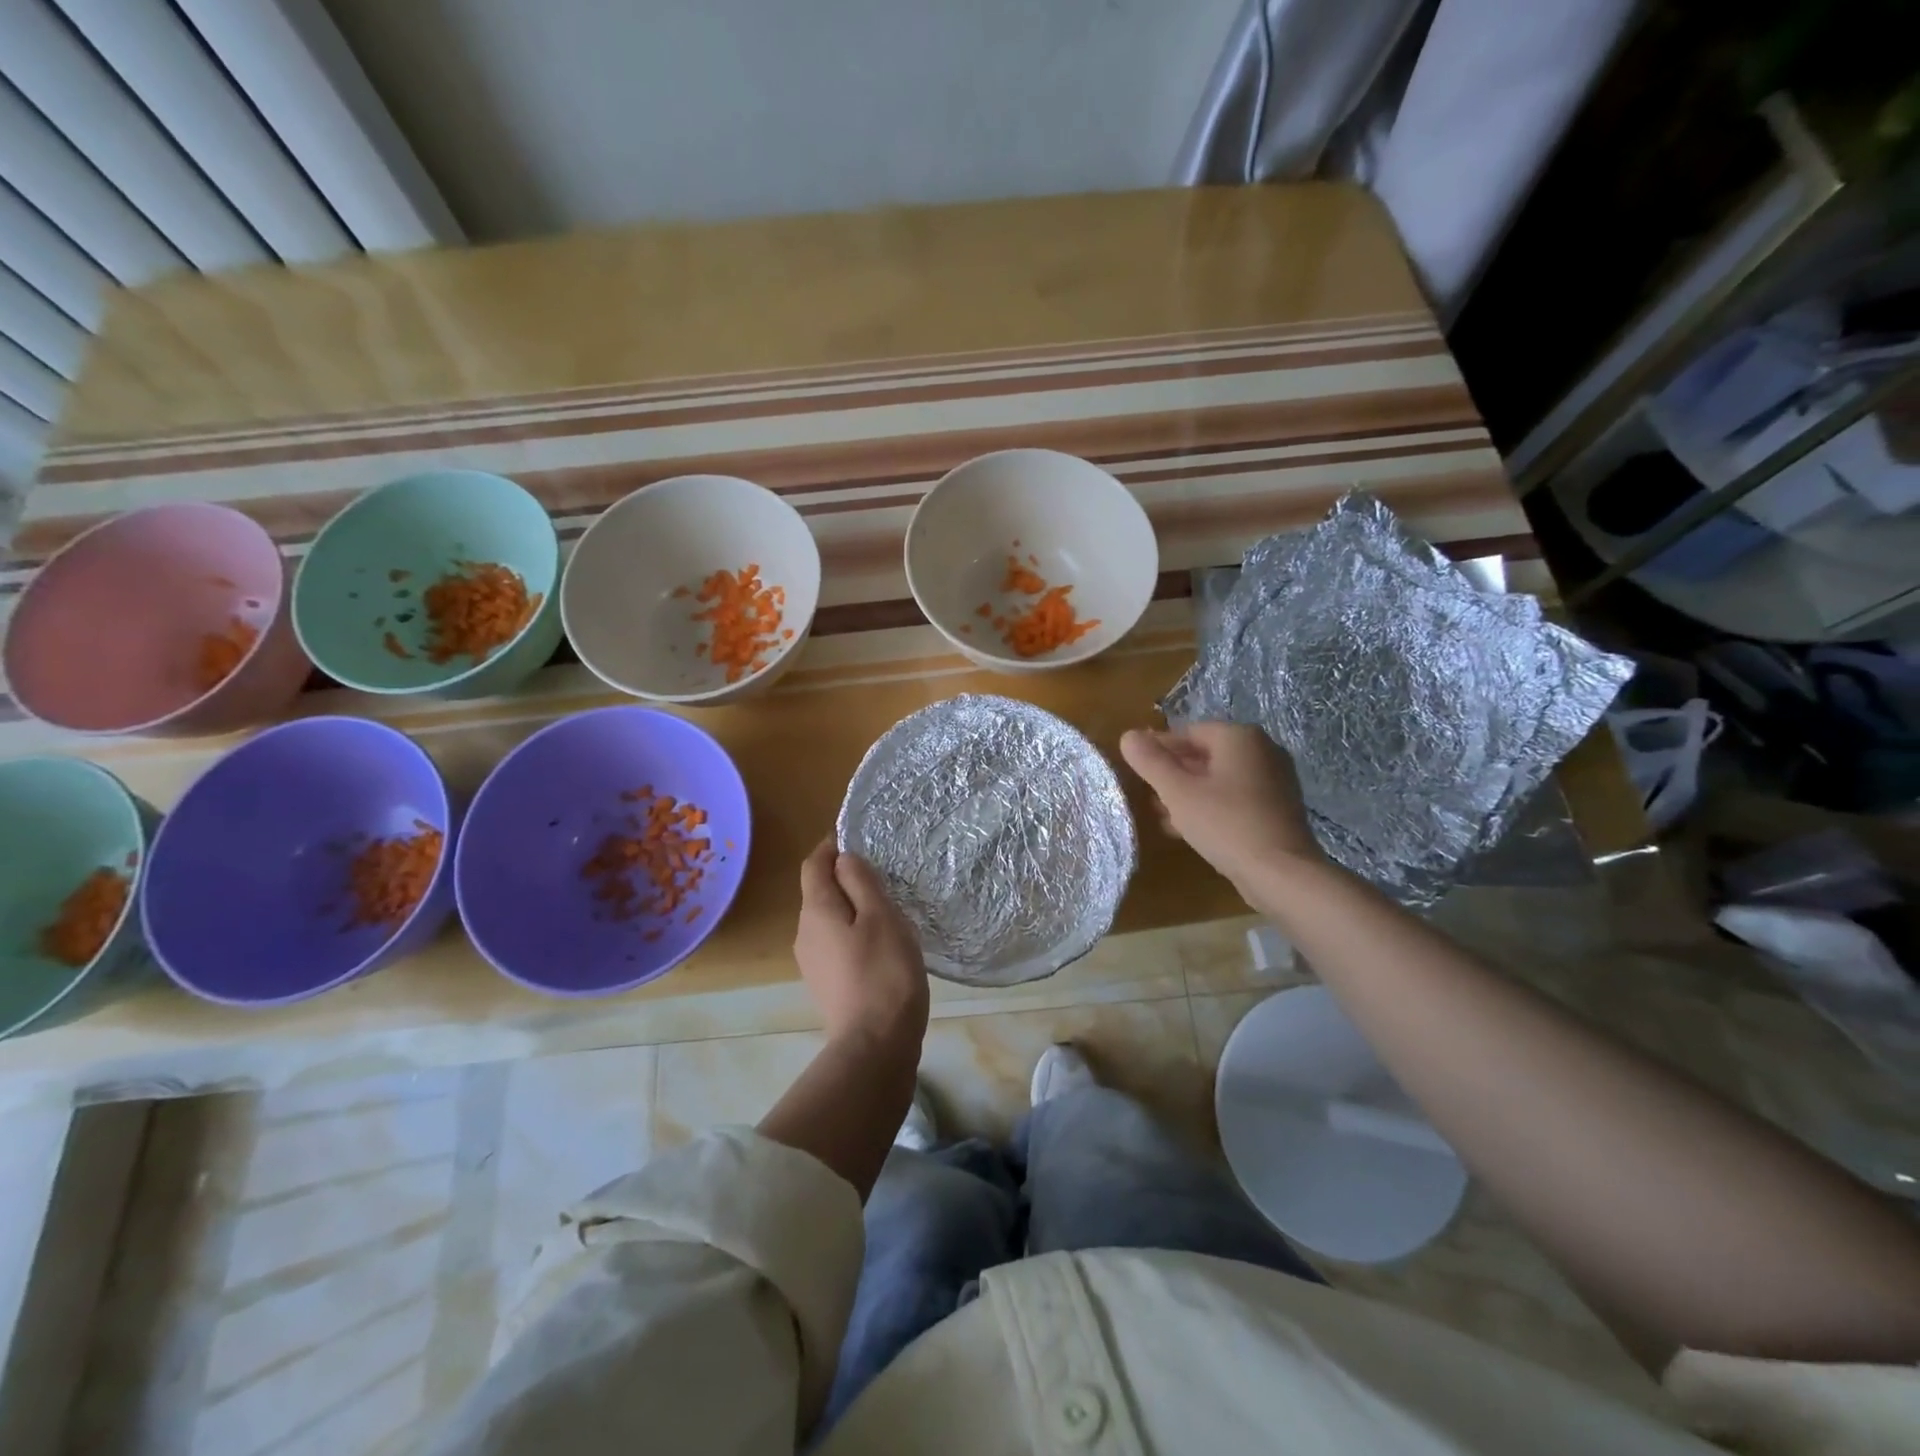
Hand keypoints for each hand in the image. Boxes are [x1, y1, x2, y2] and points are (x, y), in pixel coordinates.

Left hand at [794, 840, 928, 1053]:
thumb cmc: (883, 973)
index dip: (833, 847)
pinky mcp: (826, 984)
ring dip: (853, 909)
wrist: (875, 1046)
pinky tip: (880, 948)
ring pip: (829, 920)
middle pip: (819, 892)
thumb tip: (844, 859)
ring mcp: (812, 962)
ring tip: (888, 914)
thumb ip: (860, 882)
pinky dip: (854, 935)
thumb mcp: (881, 916)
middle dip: (846, 879)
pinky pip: (836, 944)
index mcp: (815, 910)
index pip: (813, 864)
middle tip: (884, 880)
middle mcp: (804, 933)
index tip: (860, 842)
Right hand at [1119, 722, 1323, 901]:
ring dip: (1189, 794)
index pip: (1188, 732)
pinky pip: (1235, 798)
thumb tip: (1128, 736)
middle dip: (1173, 774)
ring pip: (1219, 779)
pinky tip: (1190, 830)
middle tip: (1148, 795)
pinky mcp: (1278, 808)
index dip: (1158, 749)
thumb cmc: (1225, 823)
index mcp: (1240, 737)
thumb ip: (1150, 761)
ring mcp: (1274, 780)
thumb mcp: (1177, 792)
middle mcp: (1262, 750)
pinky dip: (1211, 807)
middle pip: (1205, 755)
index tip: (1137, 770)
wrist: (1281, 874)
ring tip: (1163, 816)